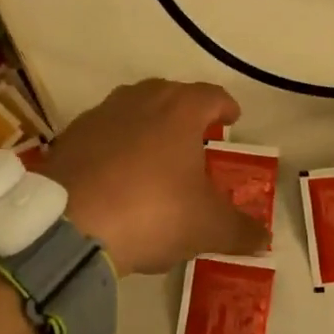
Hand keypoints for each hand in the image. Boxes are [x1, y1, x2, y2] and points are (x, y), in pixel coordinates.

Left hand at [39, 79, 268, 276]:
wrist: (69, 224)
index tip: (232, 119)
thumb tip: (264, 238)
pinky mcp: (70, 136)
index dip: (225, 107)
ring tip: (156, 154)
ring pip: (133, 109)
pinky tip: (117, 175)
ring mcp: (101, 115)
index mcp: (180, 110)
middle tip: (196, 136)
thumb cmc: (152, 212)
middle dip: (186, 112)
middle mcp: (140, 100)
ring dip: (148, 125)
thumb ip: (240, 231)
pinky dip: (116, 145)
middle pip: (170, 94)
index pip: (211, 95)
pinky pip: (103, 133)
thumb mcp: (207, 227)